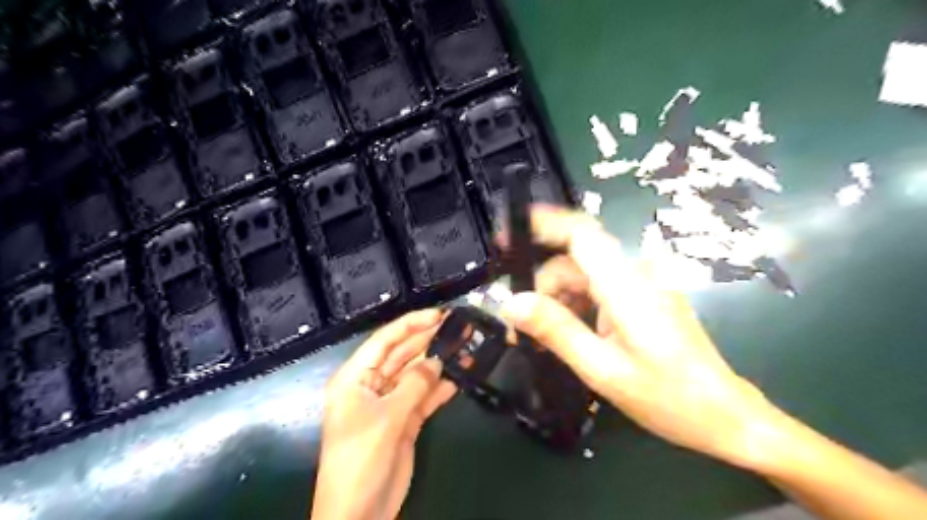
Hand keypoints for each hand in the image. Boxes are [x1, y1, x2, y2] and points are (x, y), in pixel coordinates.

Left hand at [311, 311, 453, 517]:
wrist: (360, 514)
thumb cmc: (361, 459)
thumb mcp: (387, 418)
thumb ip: (414, 385)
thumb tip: (438, 360)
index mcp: (355, 378)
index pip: (384, 340)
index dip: (411, 324)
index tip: (439, 314)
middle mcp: (371, 385)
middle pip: (402, 354)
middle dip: (428, 340)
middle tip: (457, 327)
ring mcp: (389, 403)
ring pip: (415, 375)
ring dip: (438, 363)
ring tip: (464, 347)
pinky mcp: (404, 421)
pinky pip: (424, 397)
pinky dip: (440, 389)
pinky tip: (459, 377)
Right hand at [500, 206, 787, 469]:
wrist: (723, 416)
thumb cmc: (666, 397)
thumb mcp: (602, 368)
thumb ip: (556, 331)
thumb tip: (511, 303)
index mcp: (628, 285)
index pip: (581, 234)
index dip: (544, 224)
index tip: (509, 234)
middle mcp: (636, 274)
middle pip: (574, 261)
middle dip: (543, 288)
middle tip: (520, 327)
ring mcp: (642, 285)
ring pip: (583, 276)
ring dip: (557, 301)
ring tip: (540, 340)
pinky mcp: (643, 298)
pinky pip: (599, 290)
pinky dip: (576, 307)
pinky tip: (566, 335)